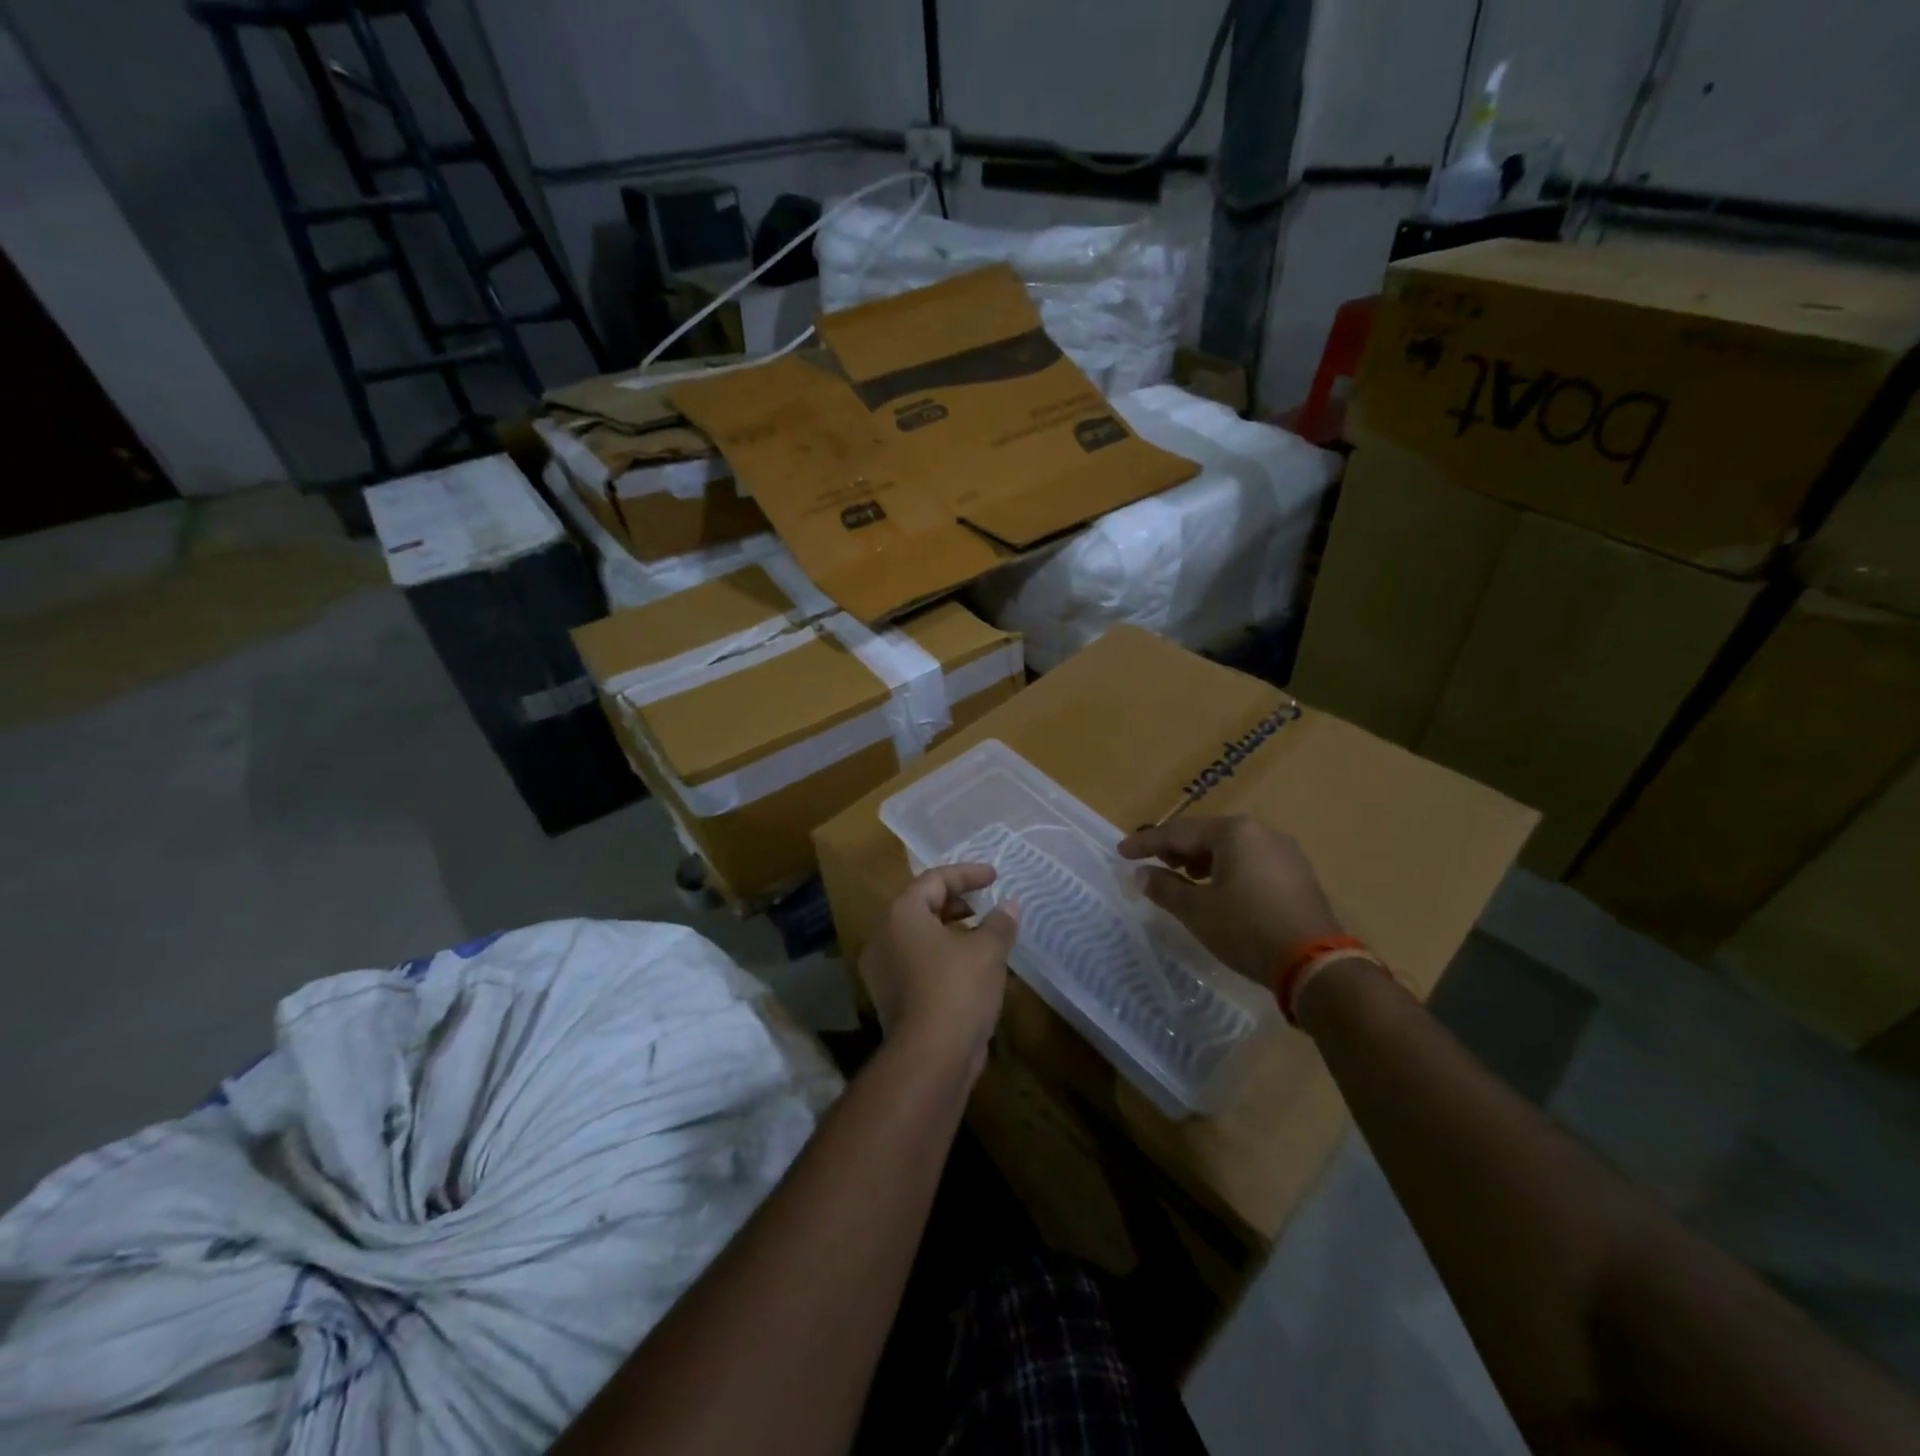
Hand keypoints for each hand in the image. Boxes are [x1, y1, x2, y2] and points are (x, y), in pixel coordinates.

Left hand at [858, 865, 1018, 1079]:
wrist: (929, 1058)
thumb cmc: (957, 989)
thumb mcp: (987, 950)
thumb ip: (1000, 922)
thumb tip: (1010, 905)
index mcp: (901, 914)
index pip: (934, 880)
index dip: (967, 874)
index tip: (995, 876)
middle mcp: (884, 936)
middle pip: (922, 905)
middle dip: (956, 901)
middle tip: (985, 903)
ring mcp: (883, 970)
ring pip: (919, 936)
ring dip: (951, 930)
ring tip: (983, 935)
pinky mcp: (891, 997)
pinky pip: (918, 962)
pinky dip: (943, 956)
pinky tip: (972, 968)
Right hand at [1117, 815, 1341, 991]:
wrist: (1316, 965)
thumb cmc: (1248, 929)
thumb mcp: (1197, 911)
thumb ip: (1165, 888)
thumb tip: (1142, 874)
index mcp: (1235, 832)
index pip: (1179, 832)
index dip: (1146, 843)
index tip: (1122, 852)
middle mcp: (1261, 831)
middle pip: (1206, 834)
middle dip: (1176, 849)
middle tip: (1152, 863)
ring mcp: (1284, 852)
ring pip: (1230, 848)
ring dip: (1201, 860)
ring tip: (1182, 877)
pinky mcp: (1296, 874)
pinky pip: (1250, 861)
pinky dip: (1226, 870)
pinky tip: (1217, 889)